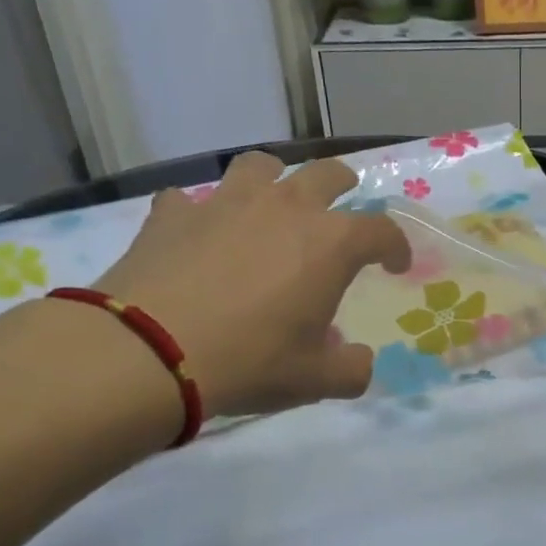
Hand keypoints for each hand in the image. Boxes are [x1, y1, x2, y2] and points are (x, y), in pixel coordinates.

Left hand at [94, 152, 410, 419]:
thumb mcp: (314, 380)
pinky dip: (200, 213)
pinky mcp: (174, 214)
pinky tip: (197, 234)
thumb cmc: (250, 361)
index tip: (395, 265)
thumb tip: (359, 362)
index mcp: (330, 243)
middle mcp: (285, 208)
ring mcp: (226, 203)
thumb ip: (351, 370)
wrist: (149, 352)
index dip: (396, 246)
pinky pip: (191, 200)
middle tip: (343, 203)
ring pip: (260, 166)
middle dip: (344, 184)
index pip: (382, 230)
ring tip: (270, 203)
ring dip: (274, 180)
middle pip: (327, 174)